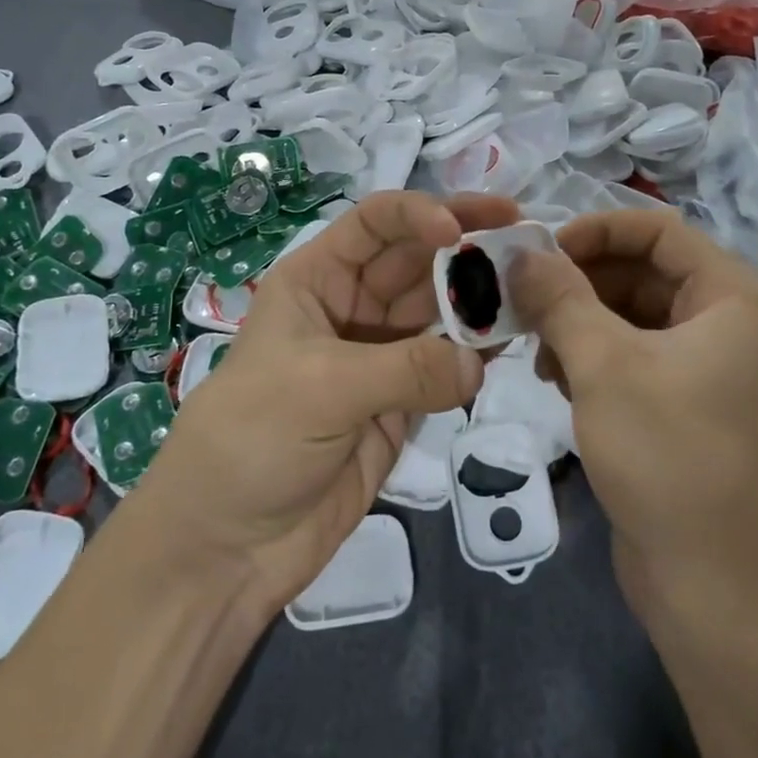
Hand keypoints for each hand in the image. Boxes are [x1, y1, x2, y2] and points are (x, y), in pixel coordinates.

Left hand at [134, 191, 517, 614]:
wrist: (226, 543)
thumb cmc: (253, 440)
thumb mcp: (322, 388)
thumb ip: (407, 369)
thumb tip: (479, 365)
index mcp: (316, 280)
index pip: (373, 224)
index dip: (418, 214)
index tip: (460, 231)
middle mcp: (350, 307)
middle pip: (415, 260)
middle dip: (464, 248)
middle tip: (526, 243)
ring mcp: (378, 356)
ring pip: (437, 311)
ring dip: (478, 299)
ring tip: (531, 292)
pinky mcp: (399, 404)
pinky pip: (445, 367)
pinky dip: (476, 354)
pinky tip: (510, 343)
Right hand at [508, 209, 757, 619]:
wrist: (713, 587)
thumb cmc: (666, 456)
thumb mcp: (602, 364)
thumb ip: (558, 296)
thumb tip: (519, 250)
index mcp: (735, 297)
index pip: (658, 230)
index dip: (594, 230)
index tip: (537, 253)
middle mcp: (733, 322)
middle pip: (644, 271)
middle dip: (579, 282)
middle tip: (522, 300)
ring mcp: (713, 366)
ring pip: (634, 314)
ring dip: (580, 321)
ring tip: (536, 349)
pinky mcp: (690, 403)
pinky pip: (636, 354)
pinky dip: (594, 356)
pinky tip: (557, 379)